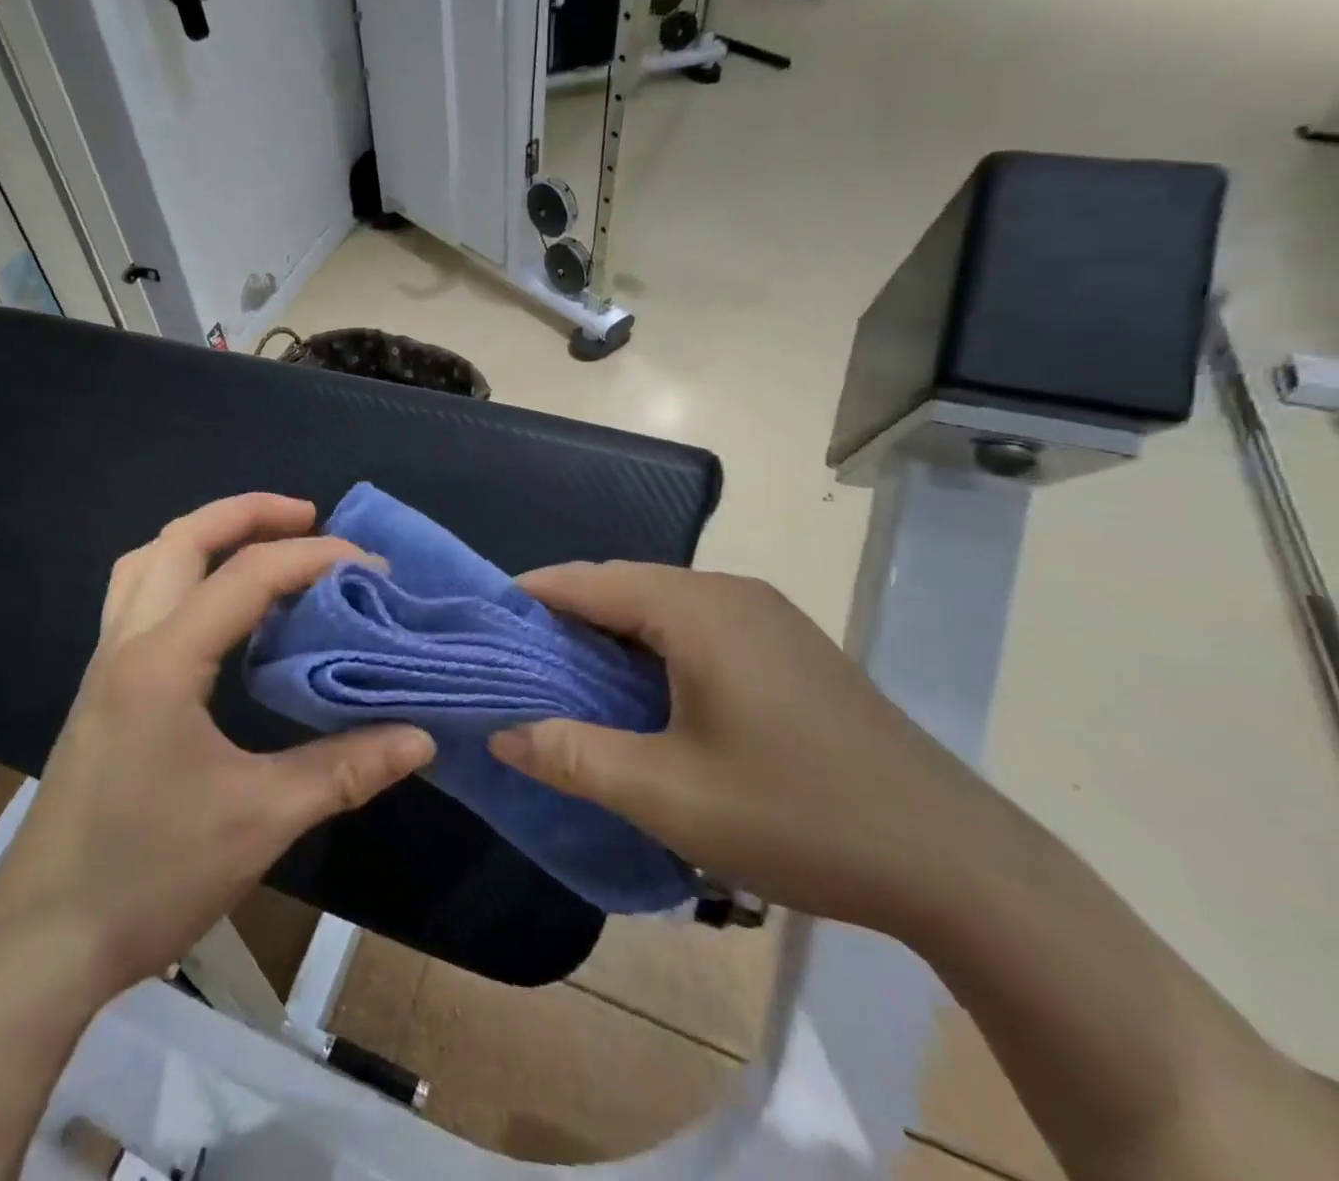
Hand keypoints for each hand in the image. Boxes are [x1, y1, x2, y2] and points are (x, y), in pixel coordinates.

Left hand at [0, 493, 434, 997]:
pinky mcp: (102, 688)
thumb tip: (420, 737)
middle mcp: (127, 642)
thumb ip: (345, 769)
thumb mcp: (261, 820)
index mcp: (163, 661)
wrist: (43, 941)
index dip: (314, 558)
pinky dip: (183, 574)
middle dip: (247, 514)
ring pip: (148, 561)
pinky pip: (139, 597)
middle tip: (308, 516)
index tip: (370, 568)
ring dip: (206, 536)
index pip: (247, 576)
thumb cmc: (150, 874)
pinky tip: (219, 610)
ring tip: (262, 545)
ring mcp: (106, 663)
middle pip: (181, 539)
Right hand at [489, 563, 995, 933]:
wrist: (955, 860)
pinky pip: (697, 625)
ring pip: (660, 605)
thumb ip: (572, 757)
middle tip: (519, 664)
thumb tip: (502, 733)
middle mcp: (729, 593)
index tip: (485, 628)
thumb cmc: (796, 814)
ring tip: (569, 679)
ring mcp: (766, 615)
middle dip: (565, 617)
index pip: (587, 580)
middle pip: (623, 585)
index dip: (530, 598)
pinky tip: (643, 693)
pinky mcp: (788, 645)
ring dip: (610, 633)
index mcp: (696, 609)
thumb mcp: (666, 794)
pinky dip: (652, 646)